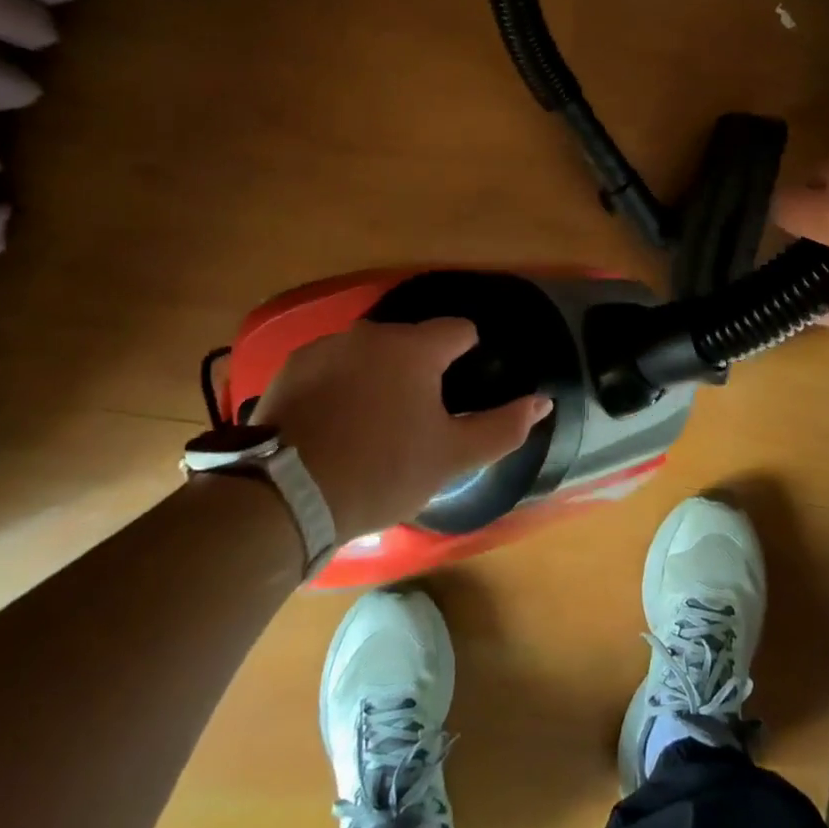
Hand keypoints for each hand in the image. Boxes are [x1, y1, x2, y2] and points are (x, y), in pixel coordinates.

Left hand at [252, 318, 552, 538]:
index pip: (459, 330)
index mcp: (414, 347)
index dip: (469, 357)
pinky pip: (332, 366)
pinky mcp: (292, 367)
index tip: (460, 394)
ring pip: (370, 353)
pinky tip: (334, 424)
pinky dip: (341, 385)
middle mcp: (370, 333)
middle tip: (416, 420)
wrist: (285, 497)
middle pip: (412, 342)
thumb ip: (503, 427)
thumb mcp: (451, 458)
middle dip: (421, 371)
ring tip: (372, 424)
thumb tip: (542, 401)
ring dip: (379, 375)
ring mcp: (326, 346)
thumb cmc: (381, 472)